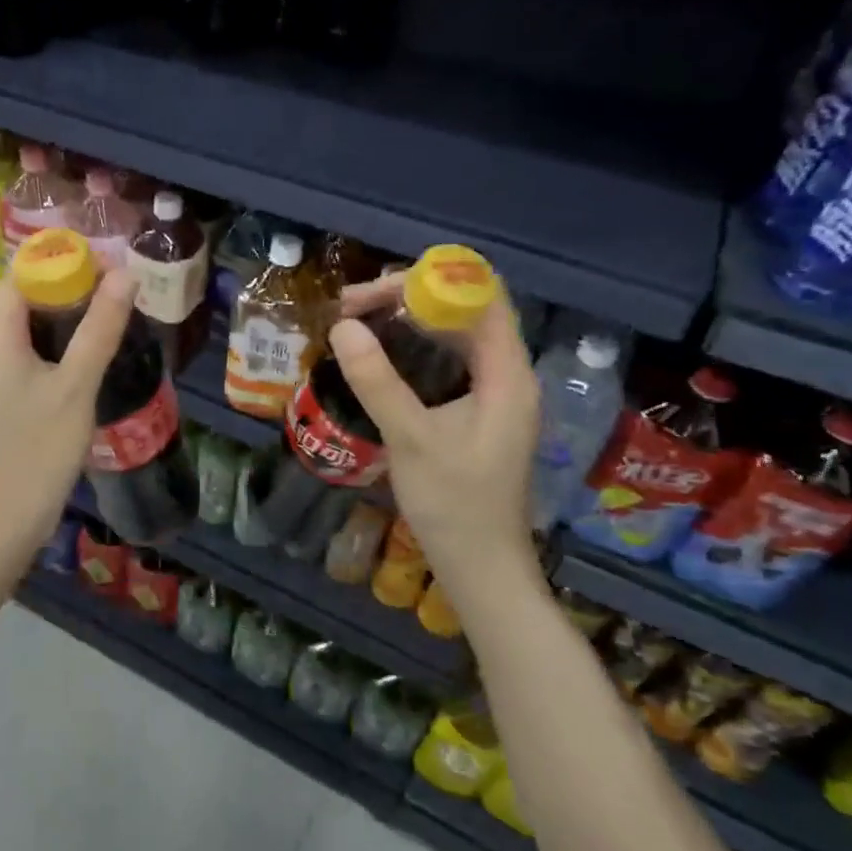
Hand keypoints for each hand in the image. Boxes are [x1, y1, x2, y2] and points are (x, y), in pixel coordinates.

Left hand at [0, 269, 137, 557]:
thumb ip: (100, 328)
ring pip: (32, 321)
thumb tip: (125, 274)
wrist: (5, 516)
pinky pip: (30, 347)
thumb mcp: (76, 385)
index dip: (67, 260)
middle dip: (73, 284)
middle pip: (29, 292)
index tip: (112, 265)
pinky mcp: (3, 389)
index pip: (26, 270)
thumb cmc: (39, 449)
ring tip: (114, 314)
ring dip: (69, 313)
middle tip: (122, 289)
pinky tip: (91, 352)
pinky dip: (59, 340)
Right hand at [329, 278, 540, 590]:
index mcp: (507, 375)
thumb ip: (378, 381)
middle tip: (350, 308)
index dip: (430, 283)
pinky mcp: (475, 413)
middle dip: (408, 300)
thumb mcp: (411, 439)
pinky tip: (377, 358)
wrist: (481, 567)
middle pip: (464, 312)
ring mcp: (492, 395)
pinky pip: (445, 363)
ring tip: (356, 323)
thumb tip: (343, 326)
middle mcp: (506, 376)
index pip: (480, 299)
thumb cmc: (454, 505)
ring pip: (452, 337)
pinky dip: (411, 350)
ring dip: (406, 323)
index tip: (373, 293)